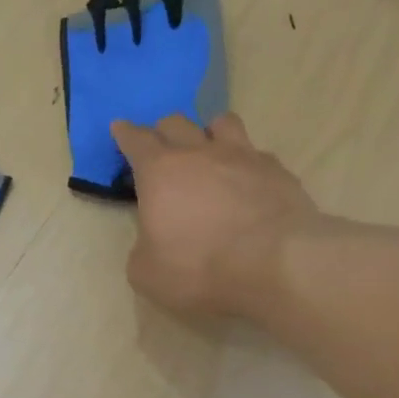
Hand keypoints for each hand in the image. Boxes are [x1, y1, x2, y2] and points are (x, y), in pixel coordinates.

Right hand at [112, 113, 321, 317]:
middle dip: (164, 131)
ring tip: (209, 150)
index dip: (125, 134)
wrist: (276, 264)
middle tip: (161, 148)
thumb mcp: (147, 274)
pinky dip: (246, 163)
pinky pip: (256, 153)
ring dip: (209, 132)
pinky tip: (247, 182)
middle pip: (176, 123)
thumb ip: (142, 250)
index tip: (120, 128)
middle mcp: (199, 153)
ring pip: (222, 123)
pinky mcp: (278, 171)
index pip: (136, 140)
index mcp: (160, 172)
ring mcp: (243, 156)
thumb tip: (151, 242)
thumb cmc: (200, 268)